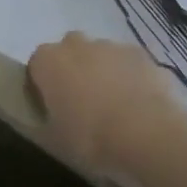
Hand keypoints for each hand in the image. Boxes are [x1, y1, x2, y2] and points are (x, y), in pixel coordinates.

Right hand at [26, 32, 186, 186]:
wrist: (150, 135)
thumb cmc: (92, 140)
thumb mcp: (55, 142)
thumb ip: (46, 122)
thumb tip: (49, 118)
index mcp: (49, 61)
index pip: (36, 66)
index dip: (42, 87)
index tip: (51, 111)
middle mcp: (77, 44)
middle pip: (70, 52)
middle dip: (74, 72)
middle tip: (83, 107)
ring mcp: (113, 46)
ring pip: (102, 56)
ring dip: (104, 74)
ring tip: (116, 112)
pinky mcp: (144, 56)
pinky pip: (130, 66)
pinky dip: (132, 80)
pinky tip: (142, 110)